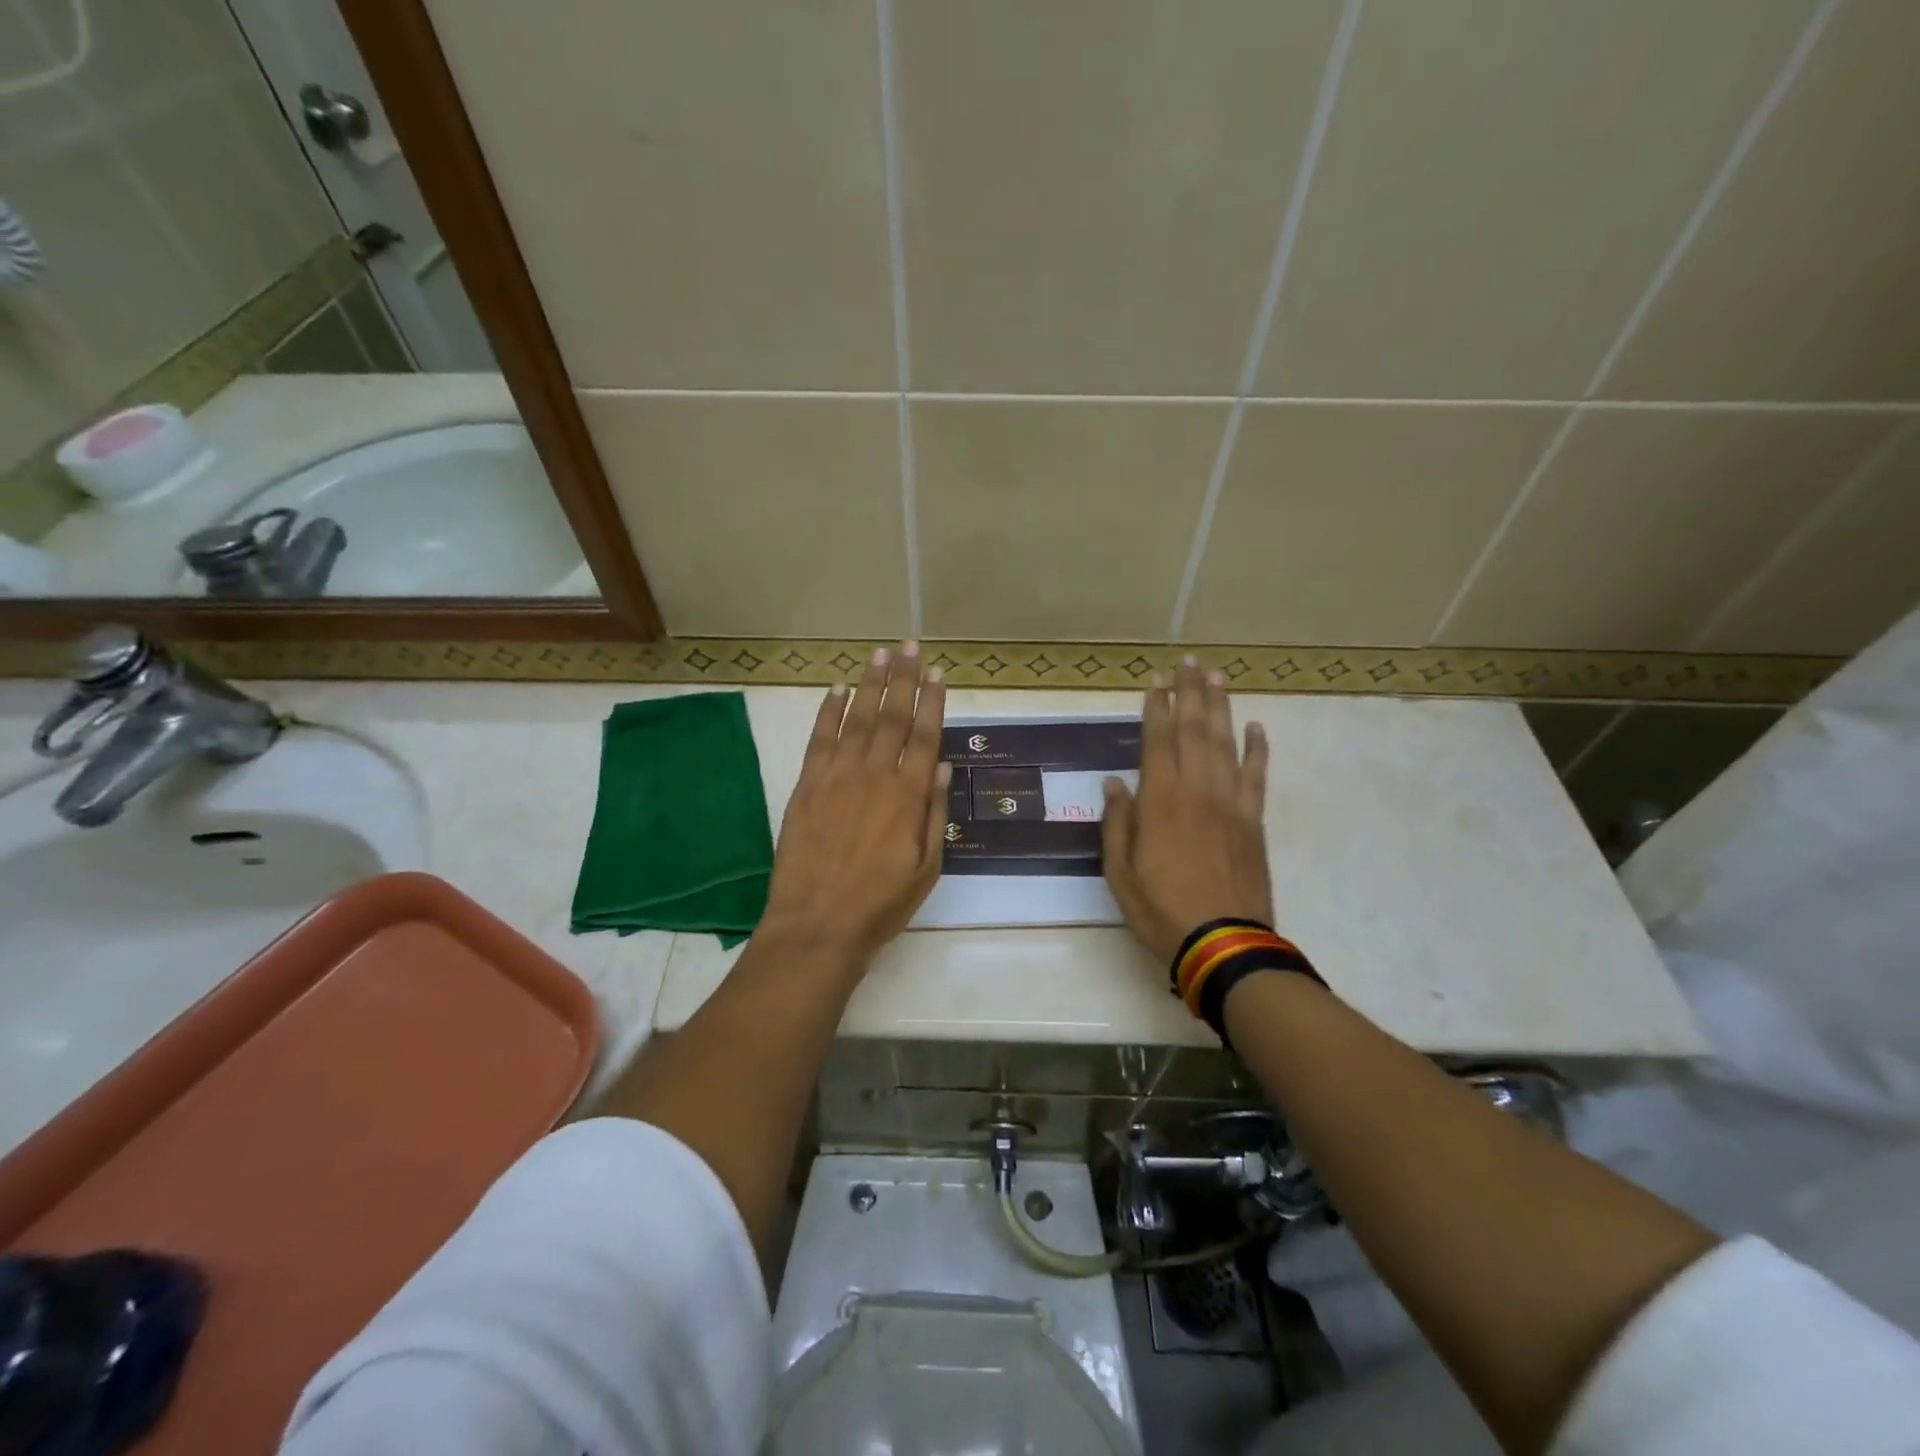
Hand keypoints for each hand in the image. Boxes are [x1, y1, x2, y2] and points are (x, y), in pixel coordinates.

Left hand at [761, 642, 949, 967]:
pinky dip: (828, 711)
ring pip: (856, 719)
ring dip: (869, 684)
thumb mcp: (927, 868)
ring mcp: (836, 777)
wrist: (817, 925)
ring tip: (880, 655)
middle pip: (892, 716)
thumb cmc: (880, 904)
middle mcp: (874, 776)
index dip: (931, 701)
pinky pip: (819, 739)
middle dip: (903, 679)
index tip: (936, 672)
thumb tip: (941, 765)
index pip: (924, 736)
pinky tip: (837, 690)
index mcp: (908, 796)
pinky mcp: (806, 786)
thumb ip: (934, 813)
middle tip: (910, 646)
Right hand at [1102, 658, 1273, 963]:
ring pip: (1226, 744)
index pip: (1158, 741)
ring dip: (1221, 708)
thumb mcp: (1120, 873)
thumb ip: (1117, 824)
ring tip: (1218, 677)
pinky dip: (1258, 750)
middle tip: (1190, 662)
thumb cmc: (1161, 910)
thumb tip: (1114, 783)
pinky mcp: (1254, 821)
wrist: (1224, 943)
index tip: (1157, 681)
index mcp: (1160, 802)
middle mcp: (1197, 791)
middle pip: (1195, 731)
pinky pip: (1257, 776)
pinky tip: (1257, 727)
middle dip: (1190, 694)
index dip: (1157, 708)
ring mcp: (1231, 804)